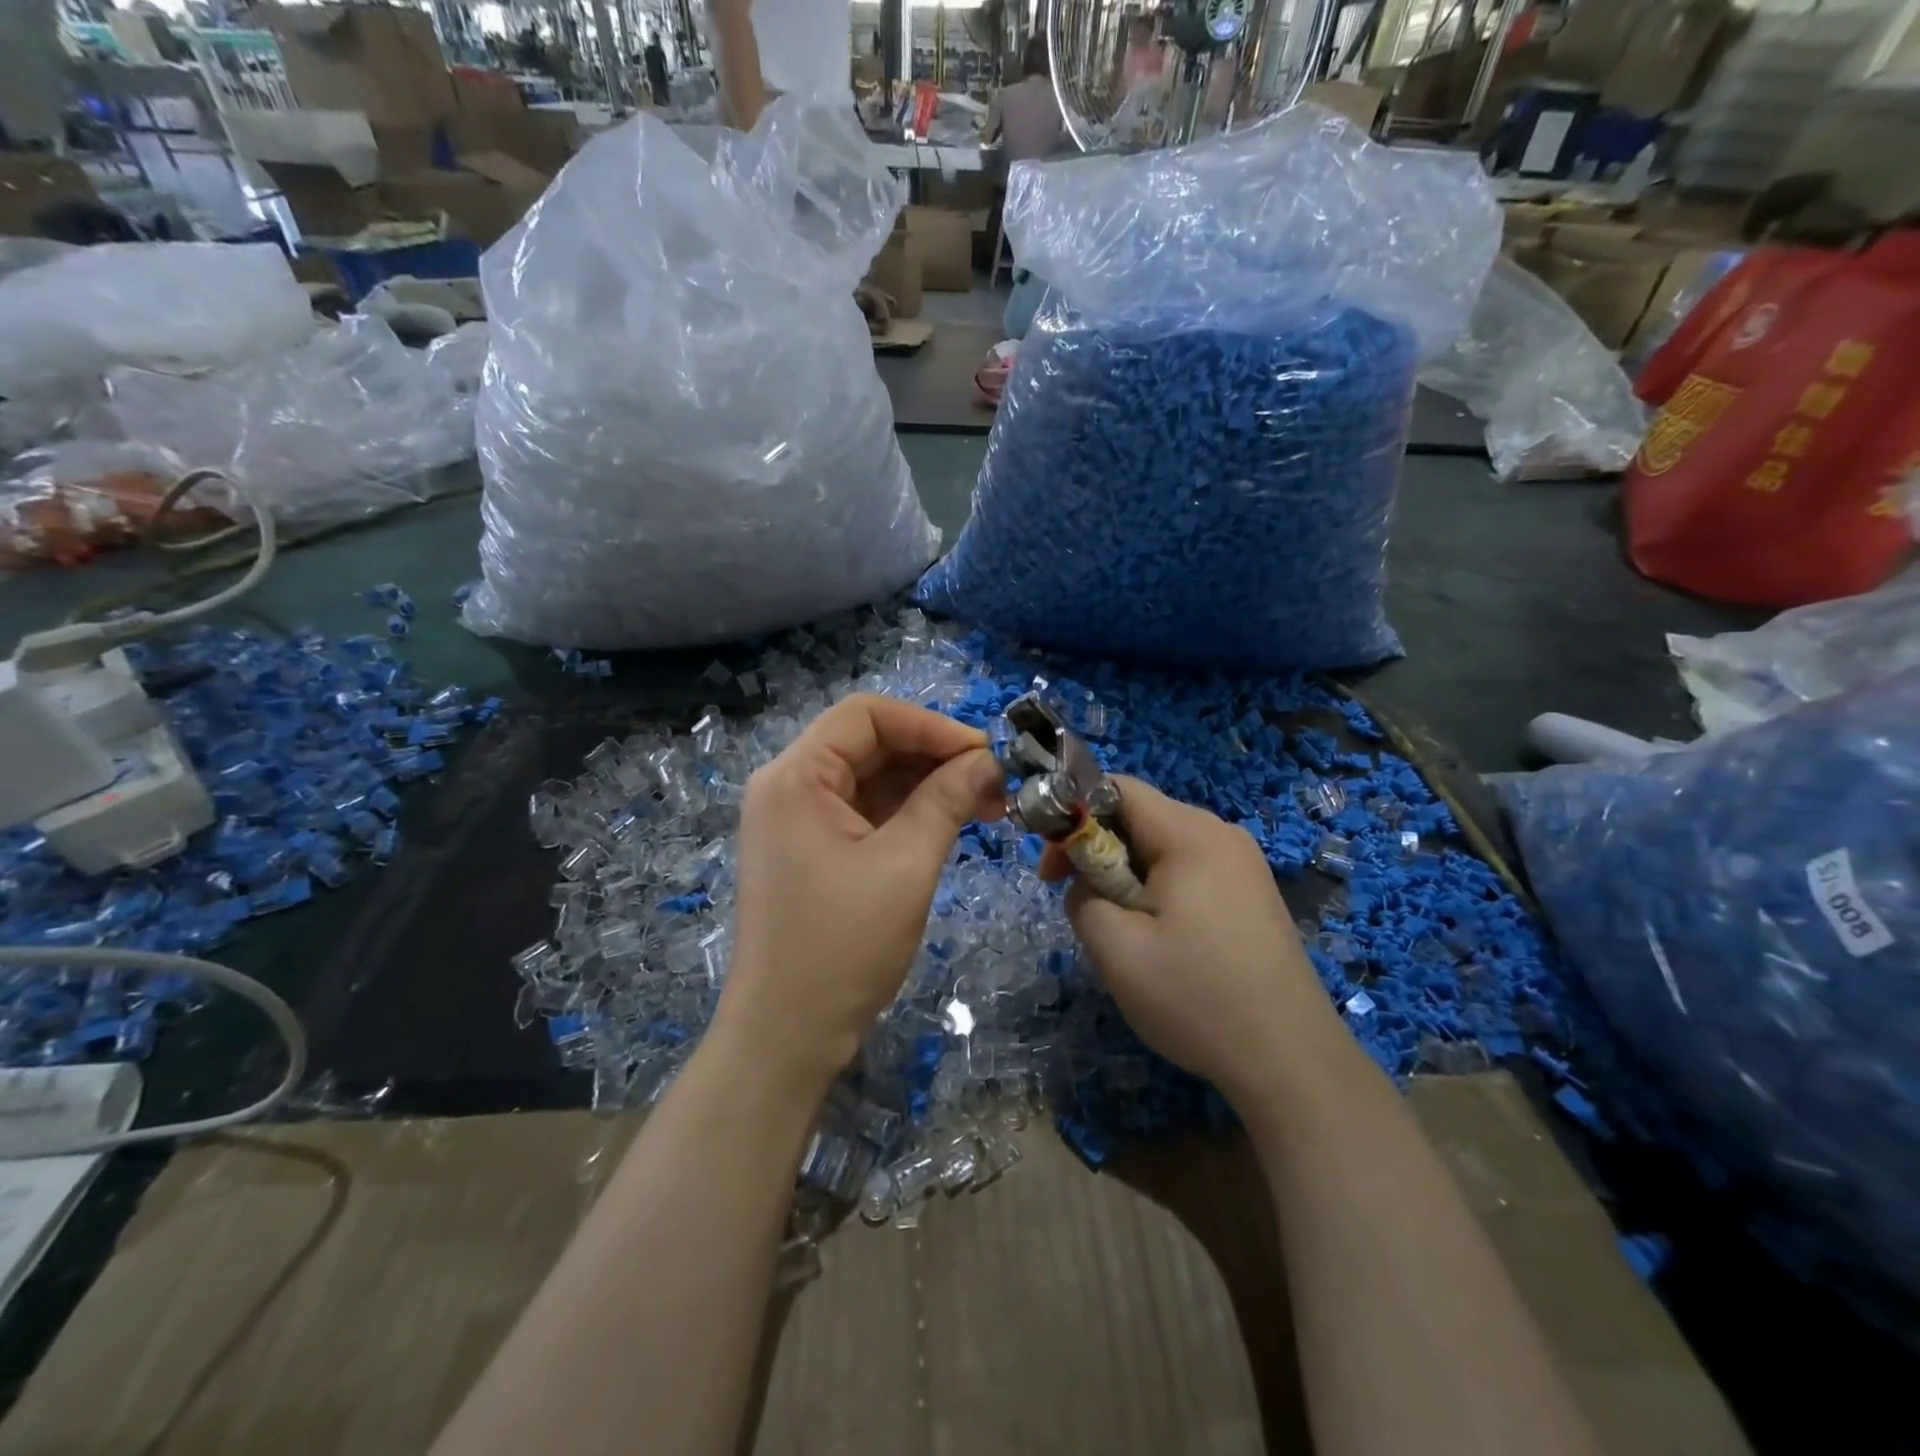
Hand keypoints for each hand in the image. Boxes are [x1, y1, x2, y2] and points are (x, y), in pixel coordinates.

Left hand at [719, 695, 1005, 1085]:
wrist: (786, 1037)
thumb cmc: (842, 948)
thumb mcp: (905, 865)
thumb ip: (946, 800)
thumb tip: (989, 760)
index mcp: (795, 777)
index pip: (867, 715)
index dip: (930, 725)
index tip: (984, 753)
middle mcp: (788, 786)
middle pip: (869, 744)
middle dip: (933, 757)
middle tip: (994, 784)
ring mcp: (796, 820)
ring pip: (870, 778)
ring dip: (926, 785)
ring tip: (984, 807)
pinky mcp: (810, 850)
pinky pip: (864, 811)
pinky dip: (907, 812)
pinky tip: (949, 825)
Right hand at [1042, 778, 1332, 1096]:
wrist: (1292, 1062)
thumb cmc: (1196, 997)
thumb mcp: (1115, 948)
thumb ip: (1081, 897)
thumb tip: (1086, 883)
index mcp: (1191, 834)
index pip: (1117, 788)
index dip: (1073, 815)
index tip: (1052, 869)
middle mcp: (1222, 835)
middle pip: (1141, 818)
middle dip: (1099, 853)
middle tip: (1080, 906)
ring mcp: (1244, 866)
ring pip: (1163, 849)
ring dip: (1127, 878)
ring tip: (1123, 932)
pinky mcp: (1253, 896)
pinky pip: (1190, 873)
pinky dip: (1159, 893)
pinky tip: (1162, 941)